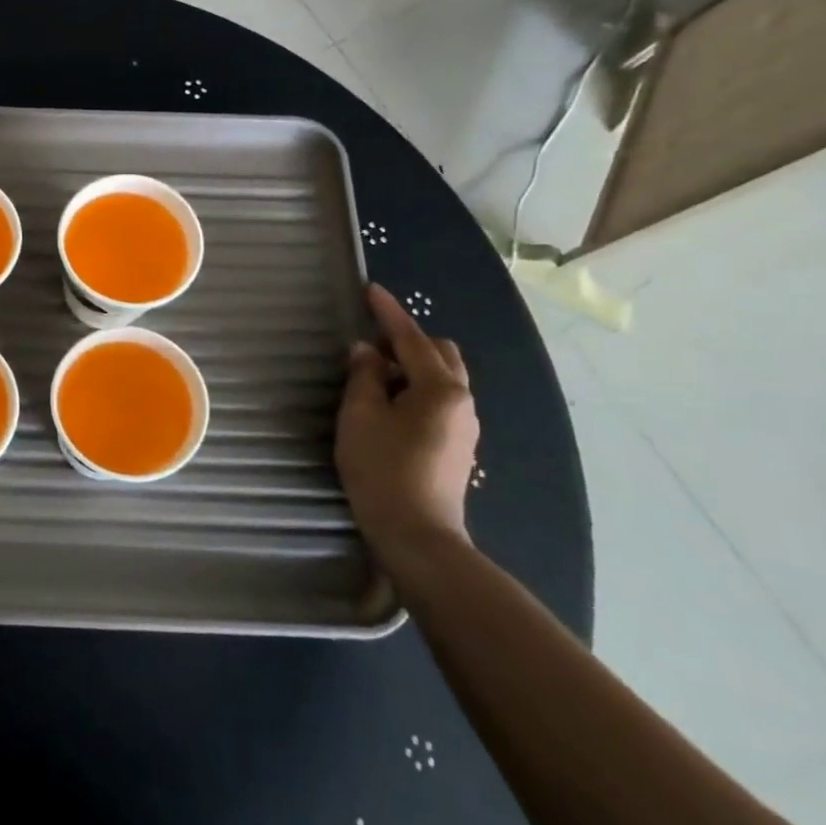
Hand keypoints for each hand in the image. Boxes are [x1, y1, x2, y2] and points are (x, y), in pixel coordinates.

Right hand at [335, 283, 479, 565]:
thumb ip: (364, 377)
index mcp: (441, 389)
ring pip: (442, 379)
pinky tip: (389, 404)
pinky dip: (416, 389)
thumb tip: (367, 352)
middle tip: (369, 343)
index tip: (370, 290)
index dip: (389, 313)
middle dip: (407, 340)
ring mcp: (465, 426)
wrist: (417, 535)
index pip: (412, 339)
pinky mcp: (458, 447)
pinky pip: (440, 401)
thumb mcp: (361, 416)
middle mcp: (462, 402)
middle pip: (440, 354)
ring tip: (374, 374)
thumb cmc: (383, 469)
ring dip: (412, 366)